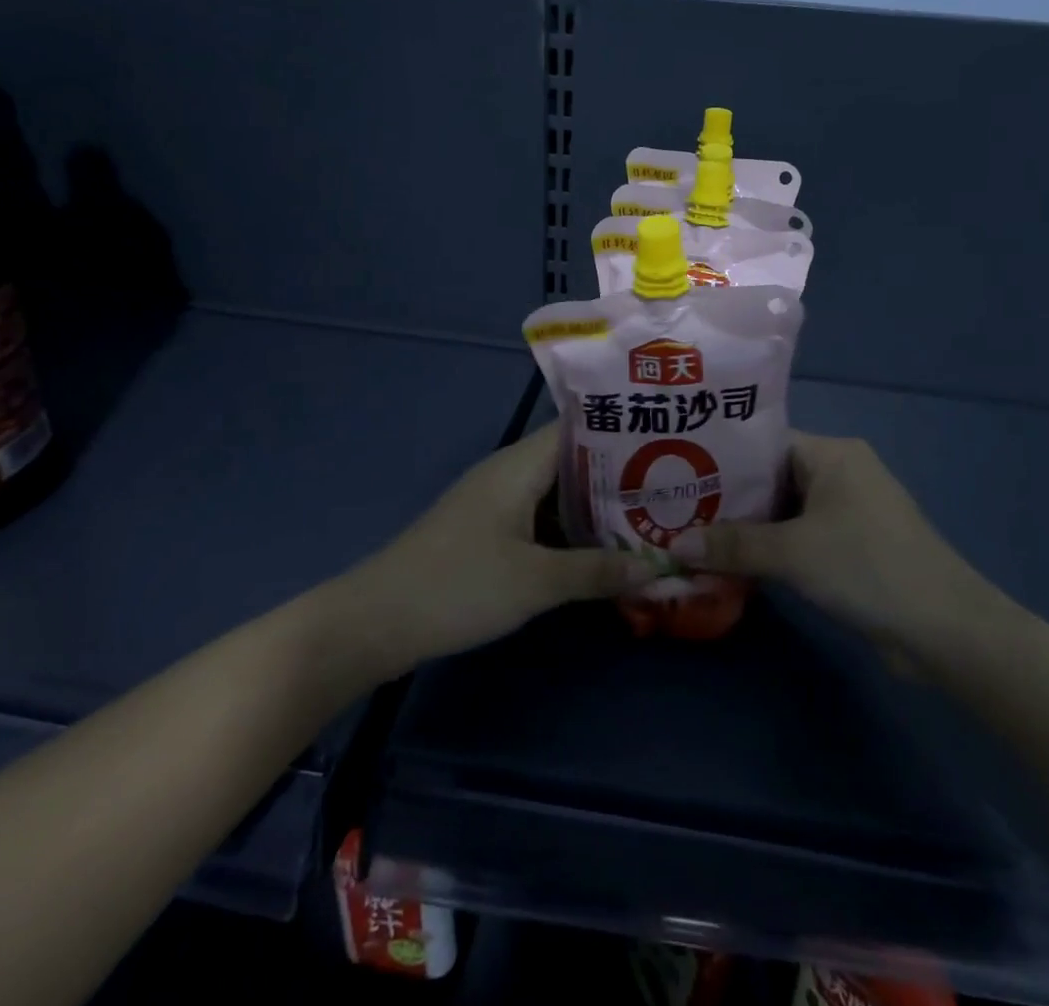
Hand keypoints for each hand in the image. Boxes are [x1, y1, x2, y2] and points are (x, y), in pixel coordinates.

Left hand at [344, 423, 654, 673]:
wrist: (376, 621)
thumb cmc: (459, 586)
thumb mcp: (536, 582)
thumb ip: (597, 571)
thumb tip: (658, 567)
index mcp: (519, 465)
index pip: (579, 428)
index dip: (621, 430)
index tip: (666, 439)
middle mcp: (509, 472)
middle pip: (573, 460)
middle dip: (619, 474)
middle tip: (671, 485)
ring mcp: (496, 502)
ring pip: (558, 492)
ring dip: (596, 505)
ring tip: (649, 514)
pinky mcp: (488, 530)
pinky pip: (541, 517)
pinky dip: (571, 528)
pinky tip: (602, 548)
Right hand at [681, 433, 1003, 662]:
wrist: (944, 628)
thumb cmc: (866, 567)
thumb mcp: (792, 553)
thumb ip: (733, 545)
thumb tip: (673, 546)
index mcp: (832, 453)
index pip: (764, 443)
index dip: (722, 459)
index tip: (680, 475)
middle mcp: (842, 472)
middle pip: (772, 478)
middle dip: (730, 499)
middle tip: (679, 512)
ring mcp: (850, 510)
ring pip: (786, 510)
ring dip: (750, 528)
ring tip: (696, 538)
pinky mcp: (854, 545)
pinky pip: (802, 536)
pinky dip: (773, 547)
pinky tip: (736, 564)